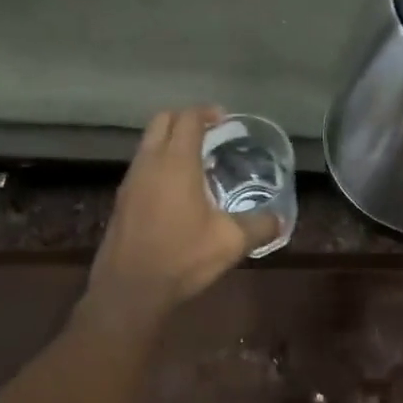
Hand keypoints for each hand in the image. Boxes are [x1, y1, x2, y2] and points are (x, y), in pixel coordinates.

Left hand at [80, 107, 278, 329]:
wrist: (130, 289)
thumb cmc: (182, 258)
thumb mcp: (231, 243)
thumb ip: (259, 226)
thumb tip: (280, 220)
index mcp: (176, 162)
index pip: (188, 118)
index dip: (207, 112)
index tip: (225, 119)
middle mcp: (149, 162)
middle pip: (162, 120)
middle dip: (185, 119)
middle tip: (210, 133)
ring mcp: (131, 180)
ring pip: (148, 143)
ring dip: (169, 141)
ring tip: (196, 162)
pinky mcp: (122, 200)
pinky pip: (141, 166)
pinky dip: (159, 163)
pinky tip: (176, 190)